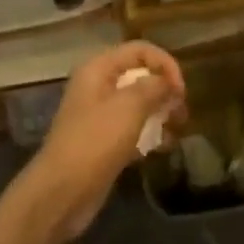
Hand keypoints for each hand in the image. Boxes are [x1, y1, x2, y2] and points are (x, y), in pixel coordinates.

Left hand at [12, 42, 185, 243]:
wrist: (61, 194)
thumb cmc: (95, 141)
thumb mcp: (129, 107)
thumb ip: (154, 87)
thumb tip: (169, 83)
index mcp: (99, 69)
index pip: (140, 50)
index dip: (165, 63)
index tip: (181, 89)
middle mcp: (98, 86)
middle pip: (139, 75)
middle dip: (164, 89)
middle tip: (182, 110)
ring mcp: (99, 116)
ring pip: (138, 103)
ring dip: (160, 112)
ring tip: (179, 128)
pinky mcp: (103, 142)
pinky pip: (132, 128)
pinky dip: (150, 133)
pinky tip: (166, 145)